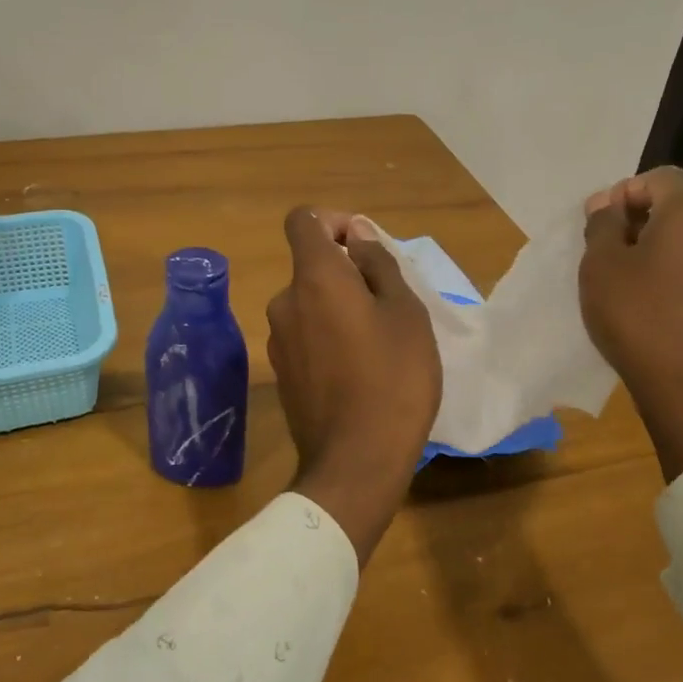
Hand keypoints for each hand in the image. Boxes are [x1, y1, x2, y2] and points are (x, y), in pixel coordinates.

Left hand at [265, 207, 440, 562]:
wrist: (355, 462)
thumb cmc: (393, 378)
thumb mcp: (405, 312)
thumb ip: (378, 264)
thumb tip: (357, 235)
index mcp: (313, 278)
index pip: (303, 220)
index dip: (333, 221)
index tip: (364, 245)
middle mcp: (284, 301)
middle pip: (310, 265)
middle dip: (346, 272)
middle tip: (388, 303)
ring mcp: (277, 339)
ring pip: (309, 303)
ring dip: (338, 306)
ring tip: (378, 341)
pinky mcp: (280, 372)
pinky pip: (305, 334)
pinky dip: (327, 335)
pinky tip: (358, 369)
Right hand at [580, 167, 682, 479]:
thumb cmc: (638, 316)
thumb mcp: (601, 266)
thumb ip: (603, 225)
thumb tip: (607, 204)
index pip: (662, 178)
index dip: (627, 192)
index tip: (602, 226)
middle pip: (682, 210)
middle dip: (643, 223)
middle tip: (609, 254)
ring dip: (664, 253)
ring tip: (632, 286)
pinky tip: (659, 312)